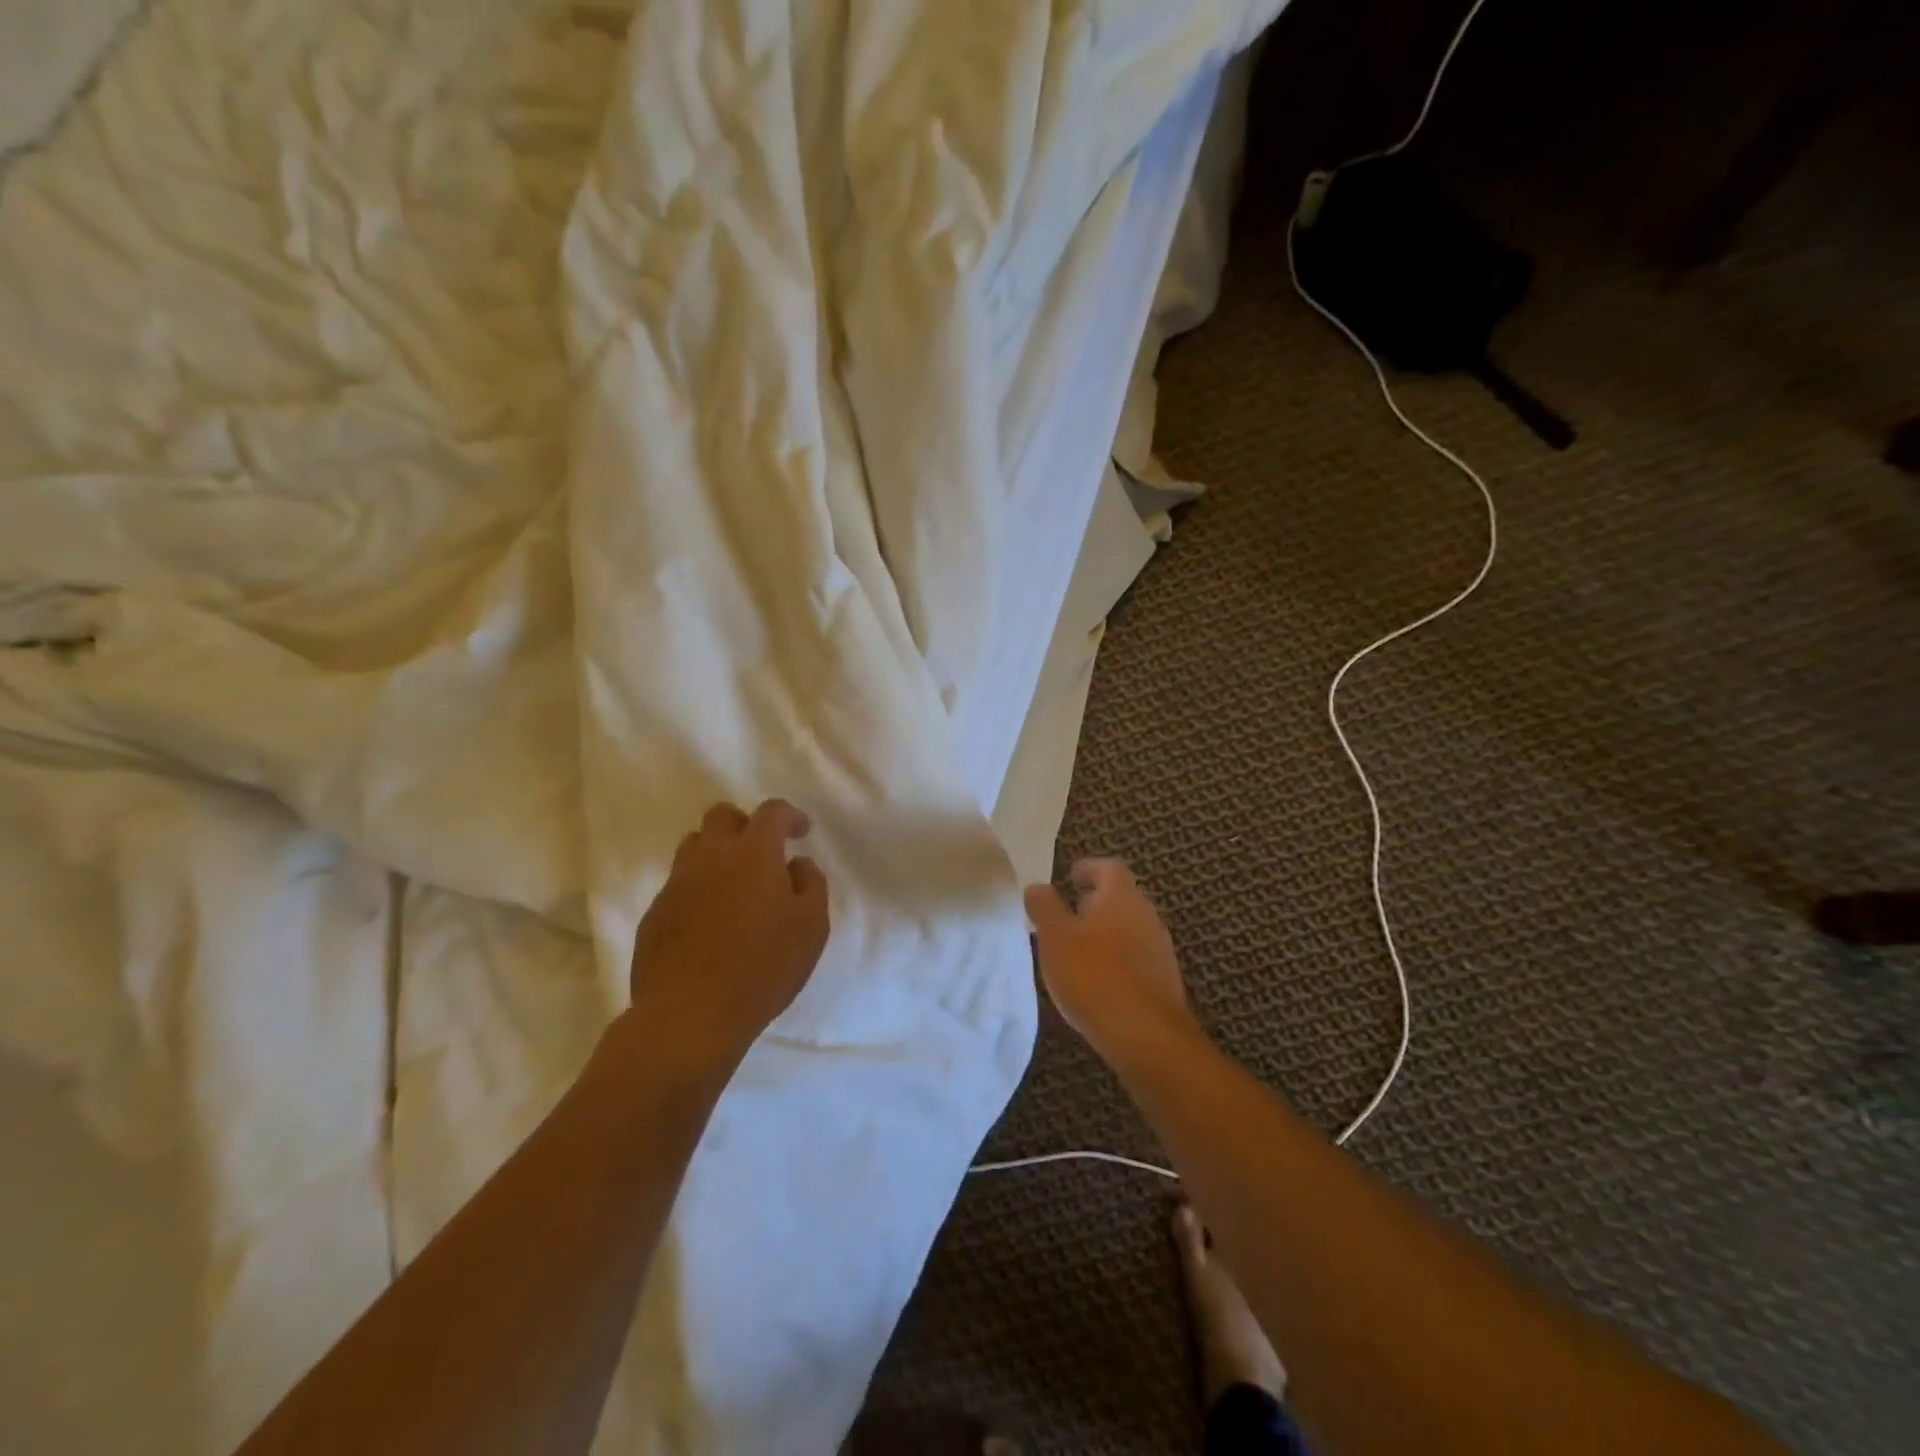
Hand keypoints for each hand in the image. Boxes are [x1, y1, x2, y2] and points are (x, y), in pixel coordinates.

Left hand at [630, 800, 829, 1069]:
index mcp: (753, 854)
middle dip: (745, 824)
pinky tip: (711, 921)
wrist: (689, 1016)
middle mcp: (710, 857)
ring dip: (717, 853)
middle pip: (722, 816)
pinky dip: (698, 888)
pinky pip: (678, 884)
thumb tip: (797, 864)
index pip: (771, 812)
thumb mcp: (811, 928)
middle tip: (763, 852)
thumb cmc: (762, 968)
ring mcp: (676, 884)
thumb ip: (811, 885)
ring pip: (693, 846)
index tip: (802, 831)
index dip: (790, 816)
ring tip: (734, 885)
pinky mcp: (654, 914)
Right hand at [1025, 859, 1200, 1065]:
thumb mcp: (1055, 937)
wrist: (1147, 1036)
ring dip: (1104, 932)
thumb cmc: (1093, 975)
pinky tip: (1097, 981)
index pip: (1108, 867)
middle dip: (1094, 903)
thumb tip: (1038, 887)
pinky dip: (1115, 959)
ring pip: (1128, 928)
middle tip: (1067, 915)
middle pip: (1120, 897)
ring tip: (1076, 950)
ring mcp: (1159, 948)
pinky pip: (1135, 957)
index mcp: (1121, 895)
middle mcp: (1146, 914)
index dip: (1088, 868)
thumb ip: (1044, 907)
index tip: (1070, 878)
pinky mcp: (1164, 979)